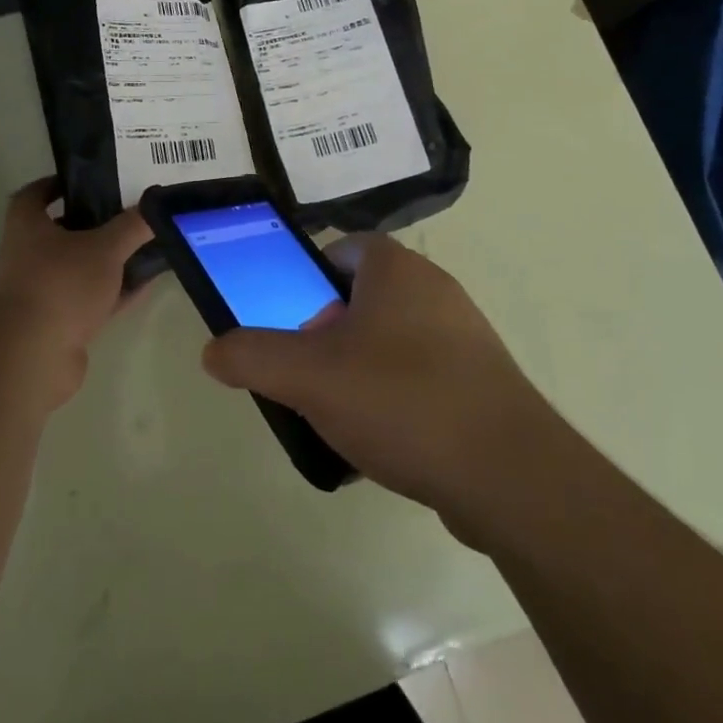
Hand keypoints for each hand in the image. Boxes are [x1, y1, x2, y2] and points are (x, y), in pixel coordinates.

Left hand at [0, 178, 150, 408]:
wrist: (31, 359)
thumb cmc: (61, 286)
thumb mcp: (105, 248)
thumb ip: (132, 226)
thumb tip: (156, 204)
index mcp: (27, 228)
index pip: (33, 196)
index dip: (55, 185)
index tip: (84, 181)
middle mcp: (26, 257)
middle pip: (59, 233)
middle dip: (91, 224)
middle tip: (125, 213)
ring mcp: (39, 294)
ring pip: (77, 269)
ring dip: (105, 261)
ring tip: (142, 248)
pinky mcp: (55, 326)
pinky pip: (88, 301)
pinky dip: (113, 293)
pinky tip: (144, 286)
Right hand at [202, 234, 560, 536]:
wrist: (509, 474)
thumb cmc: (402, 399)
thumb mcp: (310, 377)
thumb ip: (254, 356)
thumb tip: (213, 350)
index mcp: (396, 268)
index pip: (341, 249)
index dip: (308, 281)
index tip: (293, 324)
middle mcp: (434, 287)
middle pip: (363, 297)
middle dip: (330, 333)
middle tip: (310, 376)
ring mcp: (464, 333)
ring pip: (393, 339)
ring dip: (362, 369)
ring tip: (342, 417)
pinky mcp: (483, 379)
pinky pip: (424, 375)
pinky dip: (398, 399)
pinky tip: (386, 444)